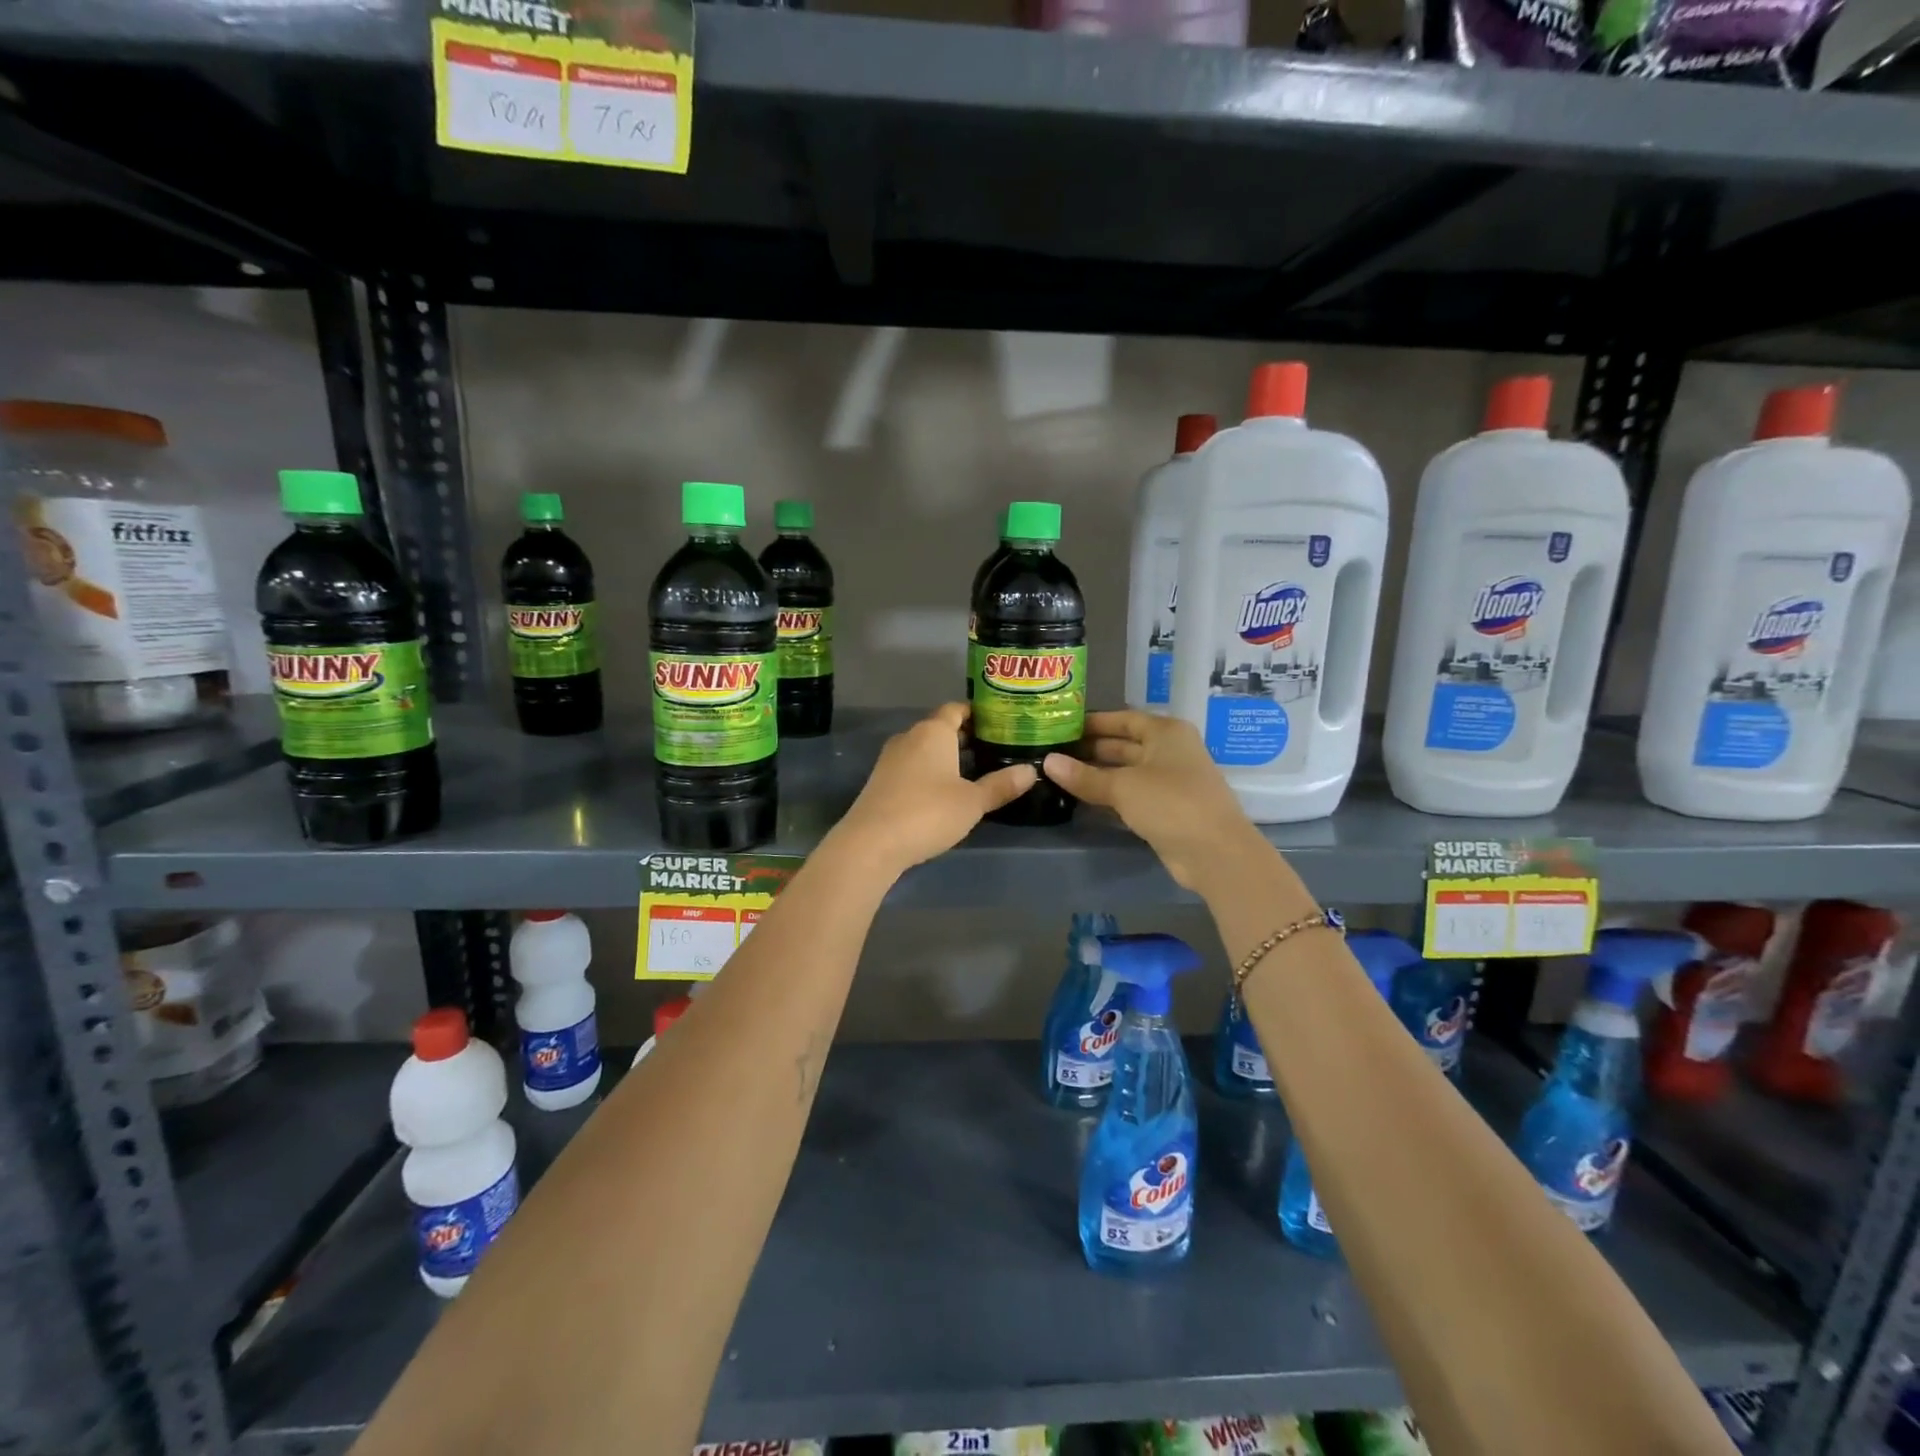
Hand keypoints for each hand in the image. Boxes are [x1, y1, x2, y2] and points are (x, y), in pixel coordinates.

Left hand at [830, 704, 1035, 874]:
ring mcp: (891, 758)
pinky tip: (944, 791)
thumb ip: (1001, 785)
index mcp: (933, 731)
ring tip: (974, 770)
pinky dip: (929, 771)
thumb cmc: (928, 812)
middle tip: (994, 749)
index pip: (956, 709)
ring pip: (925, 748)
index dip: (978, 714)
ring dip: (946, 756)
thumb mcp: (972, 802)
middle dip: (965, 737)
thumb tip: (1031, 771)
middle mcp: (910, 737)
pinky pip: (912, 766)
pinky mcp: (881, 781)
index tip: (1000, 723)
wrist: (871, 843)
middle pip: (941, 728)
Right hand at [1043, 711, 1262, 891]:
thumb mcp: (1122, 786)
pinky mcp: (1166, 809)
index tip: (1061, 726)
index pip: (1123, 718)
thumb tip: (1047, 762)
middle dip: (1090, 749)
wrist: (1215, 852)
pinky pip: (1130, 795)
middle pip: (1123, 745)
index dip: (1093, 722)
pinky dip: (1108, 795)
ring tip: (1059, 775)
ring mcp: (1169, 781)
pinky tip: (1081, 799)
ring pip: (1126, 772)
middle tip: (1052, 752)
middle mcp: (1169, 751)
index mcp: (1165, 732)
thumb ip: (1084, 776)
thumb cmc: (1170, 803)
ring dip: (1096, 774)